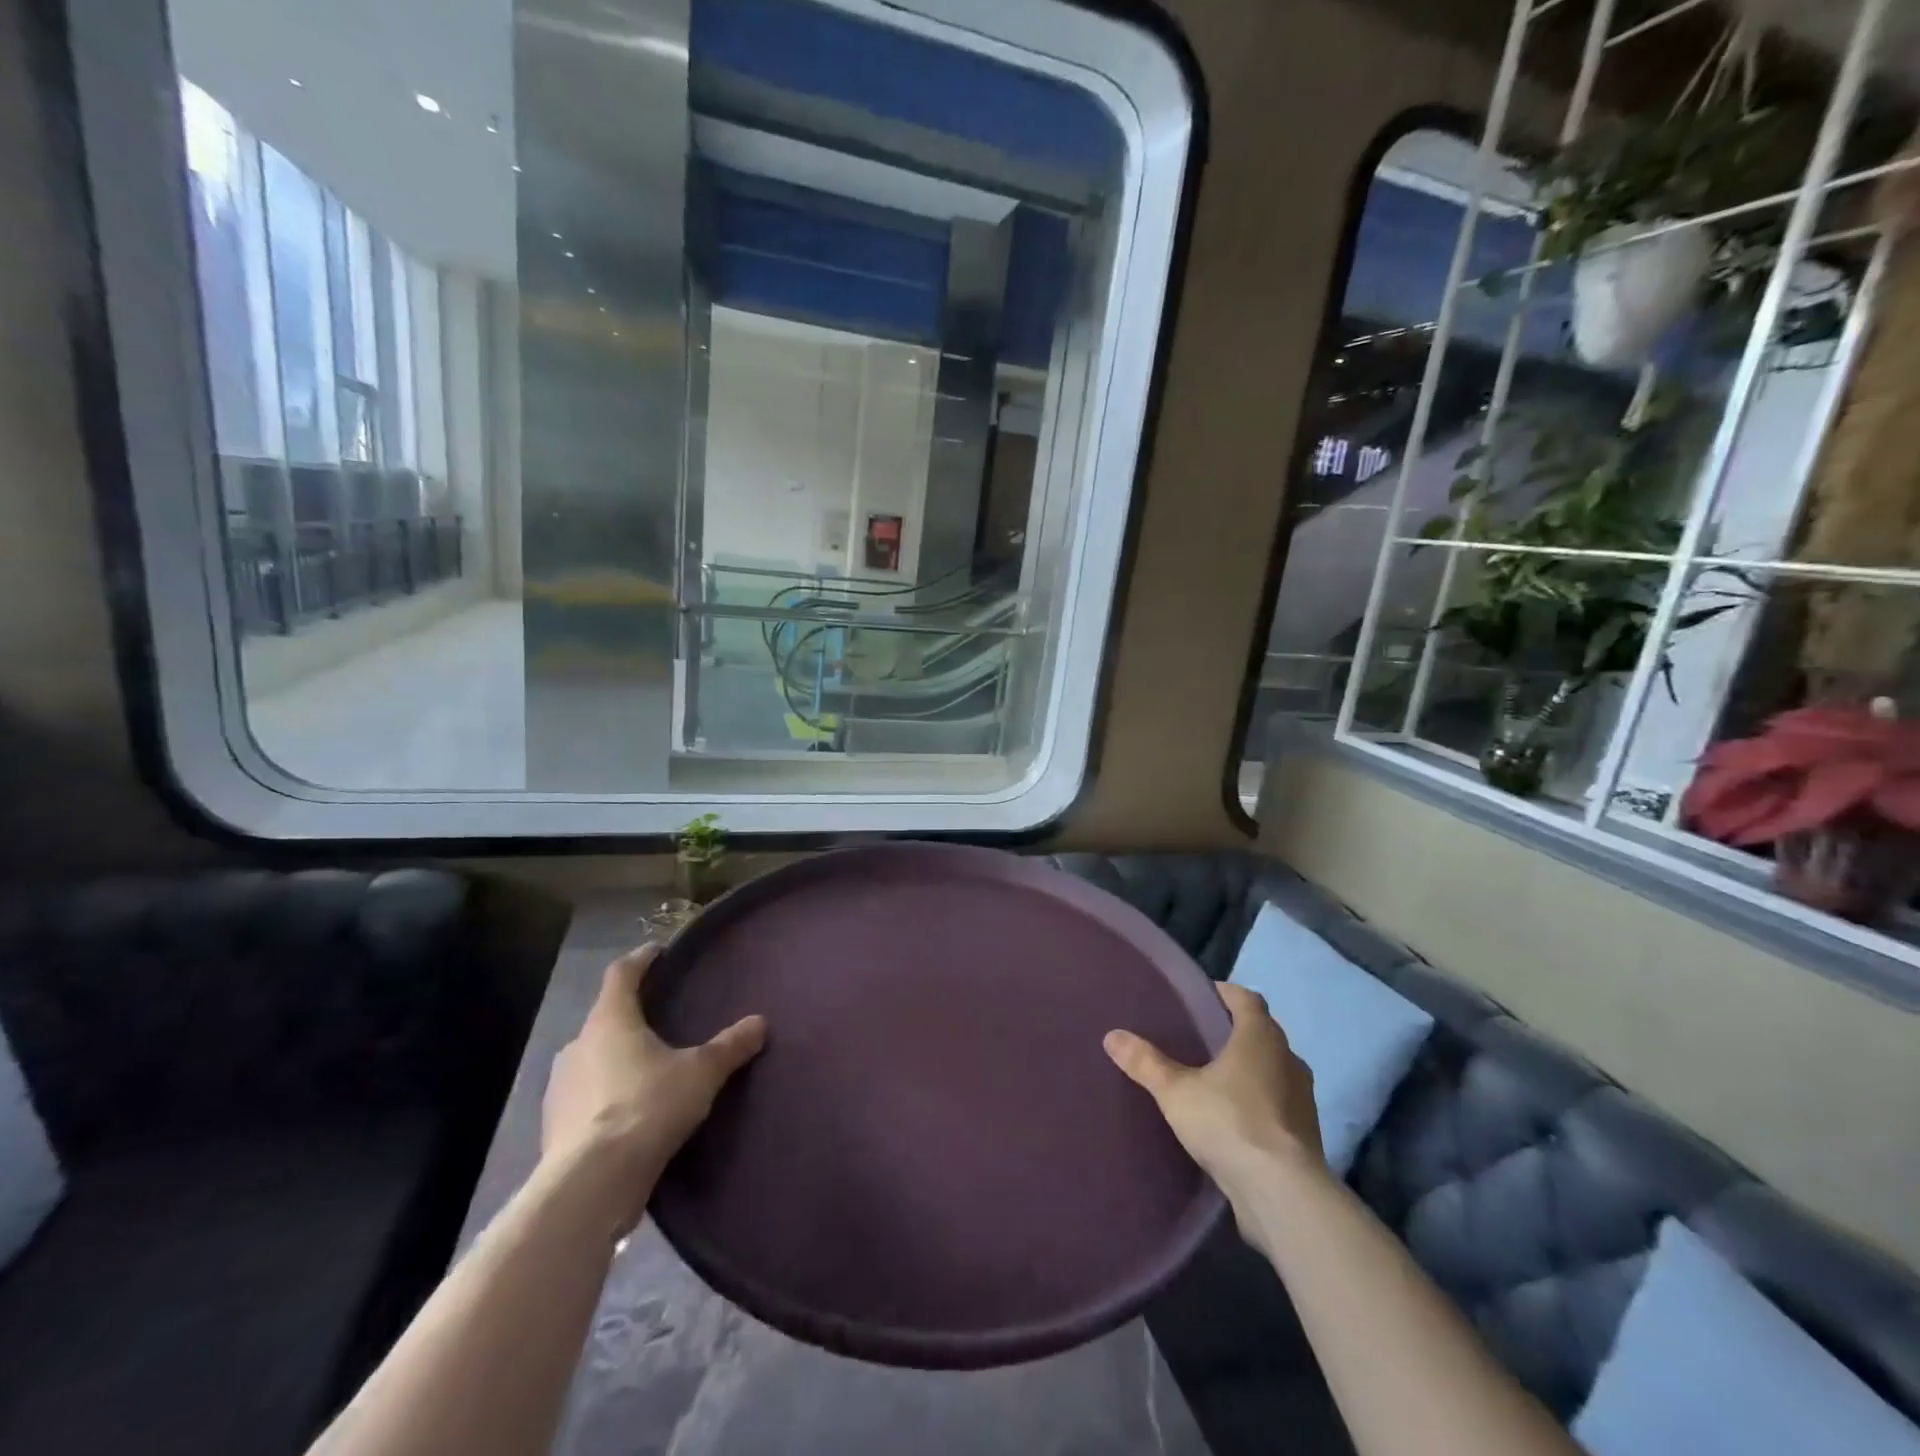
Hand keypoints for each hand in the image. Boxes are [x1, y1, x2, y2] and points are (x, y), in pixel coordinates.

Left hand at [541, 945, 765, 1230]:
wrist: (590, 1185)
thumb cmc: (647, 1108)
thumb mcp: (700, 1073)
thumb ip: (729, 1046)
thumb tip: (760, 1022)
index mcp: (610, 1020)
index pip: (622, 973)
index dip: (641, 959)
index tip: (658, 953)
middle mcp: (578, 1045)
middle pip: (605, 1017)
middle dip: (631, 1015)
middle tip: (661, 1019)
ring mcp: (560, 1087)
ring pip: (592, 1058)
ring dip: (616, 1058)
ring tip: (648, 1069)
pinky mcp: (554, 1127)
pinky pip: (585, 1097)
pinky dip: (605, 1096)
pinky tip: (628, 1112)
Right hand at [1104, 983, 1324, 1202]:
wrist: (1283, 1194)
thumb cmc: (1230, 1122)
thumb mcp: (1176, 1091)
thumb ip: (1146, 1062)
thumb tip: (1112, 1036)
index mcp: (1261, 1037)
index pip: (1246, 999)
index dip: (1224, 993)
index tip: (1198, 997)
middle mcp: (1288, 1059)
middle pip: (1260, 1033)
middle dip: (1232, 1032)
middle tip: (1197, 1037)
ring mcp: (1302, 1099)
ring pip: (1272, 1070)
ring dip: (1248, 1070)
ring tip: (1211, 1078)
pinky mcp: (1304, 1135)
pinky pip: (1277, 1104)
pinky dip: (1257, 1103)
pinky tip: (1230, 1118)